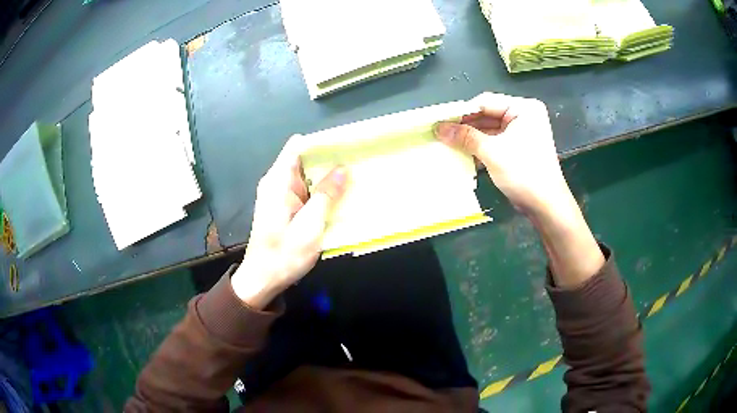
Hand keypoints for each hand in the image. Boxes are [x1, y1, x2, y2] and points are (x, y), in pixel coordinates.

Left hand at [231, 137, 347, 308]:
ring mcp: (281, 195)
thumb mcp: (309, 226)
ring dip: (328, 176)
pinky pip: (306, 190)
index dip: (322, 142)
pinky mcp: (286, 206)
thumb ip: (325, 196)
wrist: (262, 280)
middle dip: (330, 159)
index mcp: (278, 182)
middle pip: (305, 159)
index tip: (346, 143)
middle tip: (359, 160)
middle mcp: (277, 182)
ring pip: (308, 175)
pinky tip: (341, 194)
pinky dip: (322, 191)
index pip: (298, 146)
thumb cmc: (283, 255)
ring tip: (356, 174)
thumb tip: (342, 169)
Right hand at [436, 93, 603, 286]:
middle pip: (487, 115)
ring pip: (489, 130)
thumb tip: (438, 128)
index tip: (439, 121)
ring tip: (446, 144)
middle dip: (465, 126)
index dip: (462, 112)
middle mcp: (523, 116)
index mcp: (523, 108)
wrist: (546, 206)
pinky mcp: (518, 149)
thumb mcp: (492, 152)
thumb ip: (465, 137)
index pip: (486, 102)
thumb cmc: (524, 173)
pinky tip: (461, 154)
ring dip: (470, 139)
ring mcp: (521, 133)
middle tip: (440, 133)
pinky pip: (494, 142)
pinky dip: (480, 148)